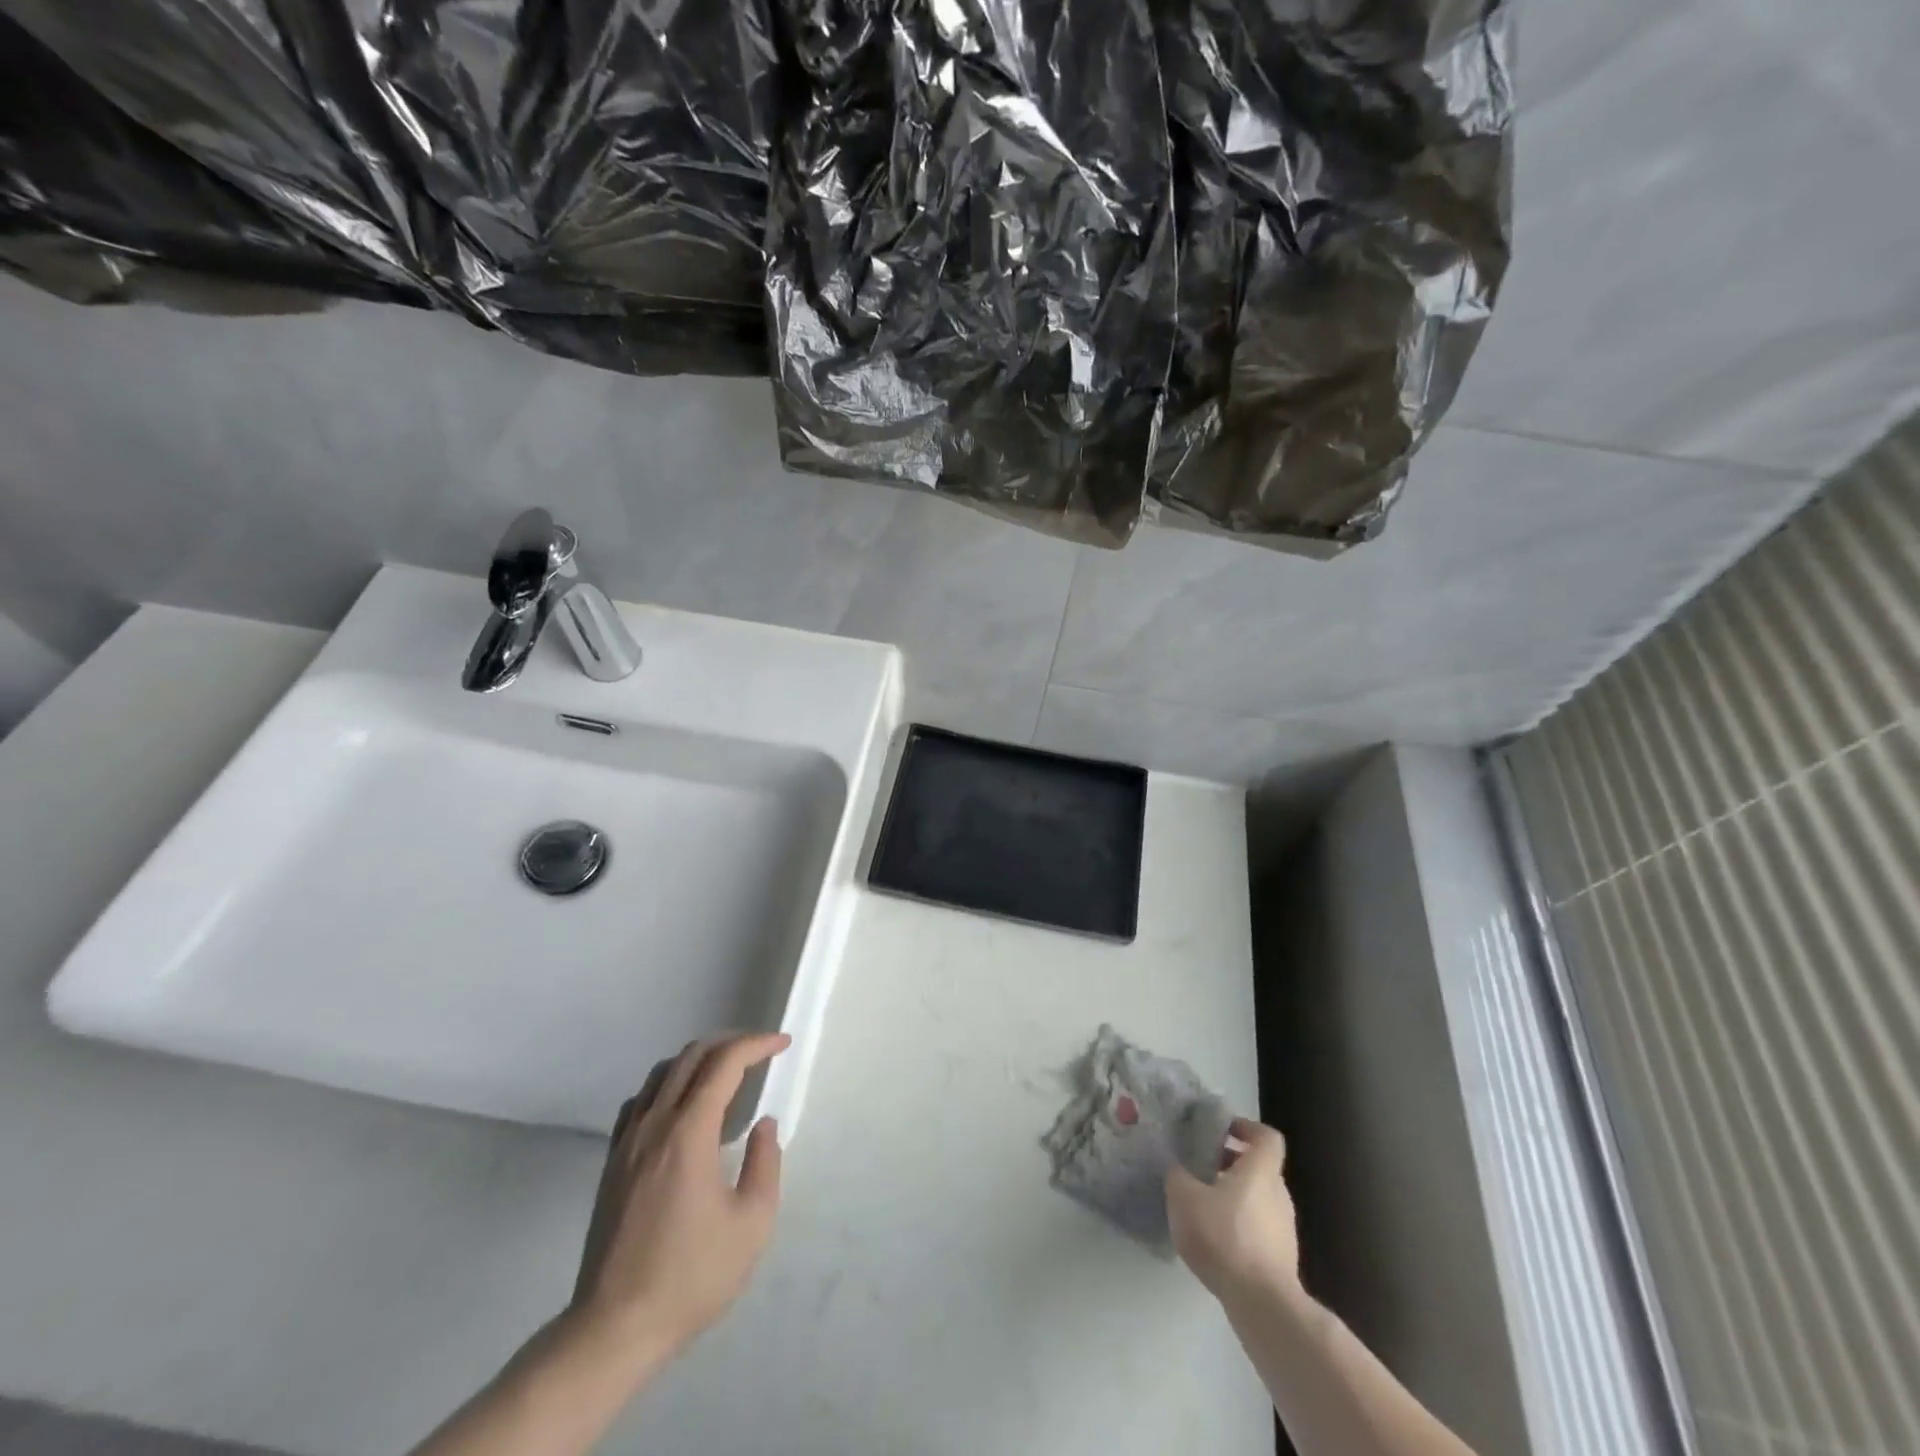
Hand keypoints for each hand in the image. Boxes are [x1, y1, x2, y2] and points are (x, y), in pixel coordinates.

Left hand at [564, 1033, 790, 1371]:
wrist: (614, 1328)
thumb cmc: (692, 1277)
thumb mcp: (752, 1224)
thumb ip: (764, 1163)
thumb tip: (762, 1124)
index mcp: (689, 1133)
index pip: (725, 1064)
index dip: (756, 1045)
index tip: (782, 1043)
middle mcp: (655, 1124)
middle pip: (692, 1056)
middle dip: (731, 1043)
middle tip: (760, 1052)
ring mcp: (627, 1142)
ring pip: (662, 1073)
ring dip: (699, 1059)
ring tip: (726, 1072)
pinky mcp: (612, 1162)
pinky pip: (640, 1100)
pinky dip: (668, 1085)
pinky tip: (681, 1106)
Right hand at [1165, 1117, 1301, 1305]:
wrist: (1262, 1304)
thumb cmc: (1225, 1236)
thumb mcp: (1184, 1197)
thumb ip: (1177, 1175)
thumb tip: (1176, 1167)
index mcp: (1260, 1171)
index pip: (1266, 1137)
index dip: (1245, 1127)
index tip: (1220, 1129)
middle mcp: (1278, 1194)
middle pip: (1258, 1168)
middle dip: (1230, 1163)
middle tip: (1200, 1166)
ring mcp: (1283, 1230)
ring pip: (1257, 1199)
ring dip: (1232, 1196)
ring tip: (1201, 1205)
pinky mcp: (1281, 1260)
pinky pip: (1258, 1229)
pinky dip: (1238, 1225)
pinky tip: (1214, 1241)